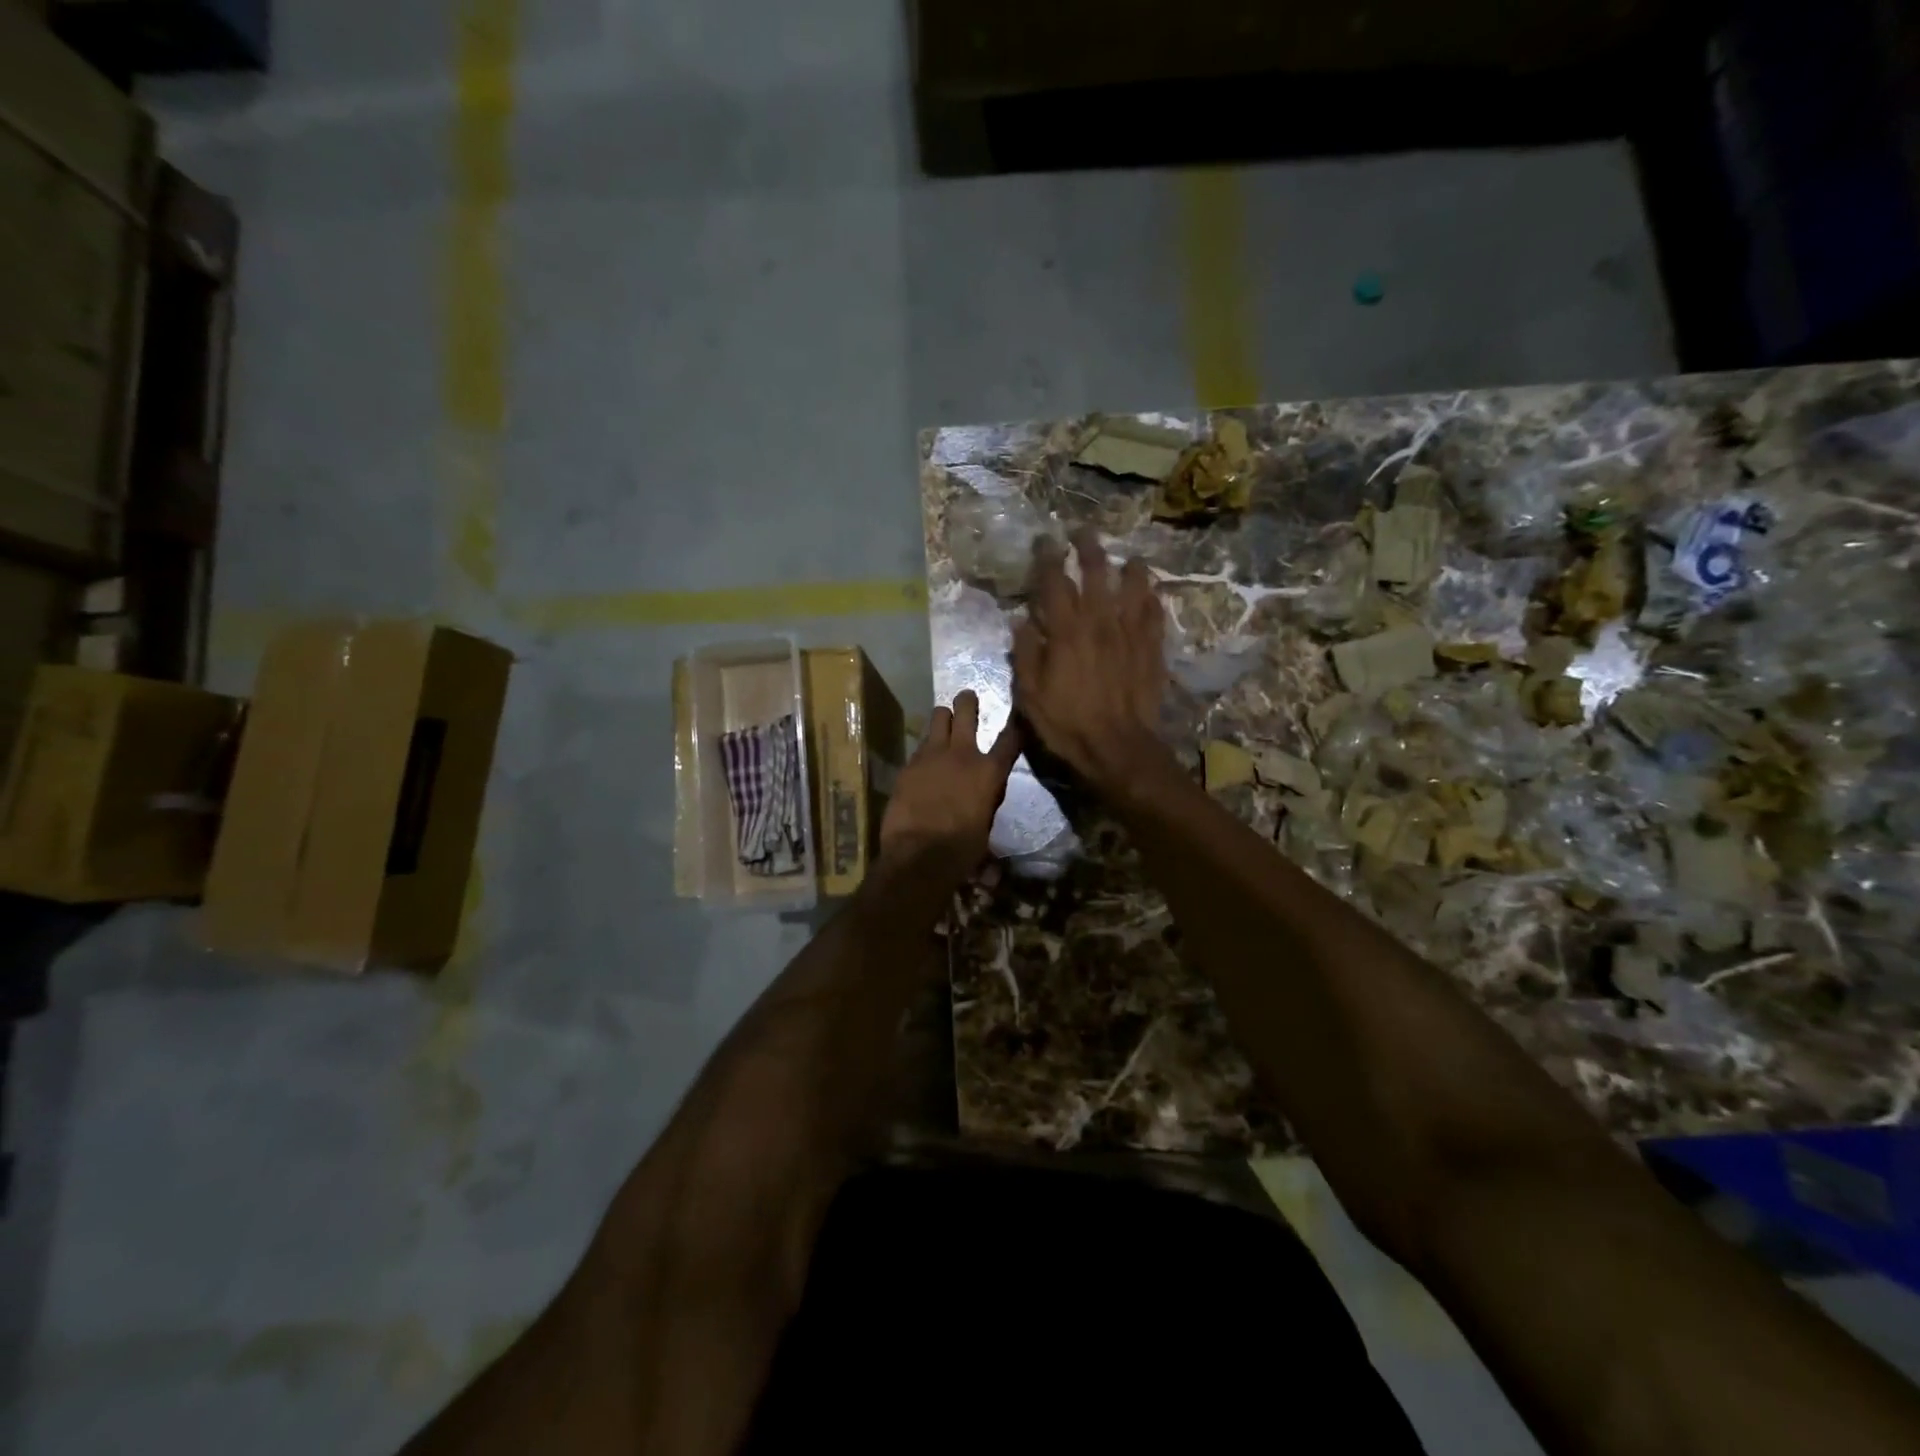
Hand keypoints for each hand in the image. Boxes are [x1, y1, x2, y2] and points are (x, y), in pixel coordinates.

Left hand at [879, 689, 1021, 867]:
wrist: (918, 855)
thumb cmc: (961, 850)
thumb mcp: (984, 827)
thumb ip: (986, 805)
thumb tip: (987, 817)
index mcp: (989, 772)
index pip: (1011, 738)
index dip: (1017, 724)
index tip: (1019, 713)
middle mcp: (962, 754)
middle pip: (966, 710)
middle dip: (968, 702)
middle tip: (968, 698)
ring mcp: (932, 755)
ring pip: (938, 717)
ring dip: (943, 718)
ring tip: (943, 722)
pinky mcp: (909, 764)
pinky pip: (920, 745)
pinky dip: (925, 748)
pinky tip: (924, 760)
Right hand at [1012, 529, 1168, 791]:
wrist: (1117, 748)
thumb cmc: (1067, 724)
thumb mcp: (1030, 695)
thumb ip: (1026, 653)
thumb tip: (1021, 620)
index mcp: (1066, 631)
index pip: (1056, 582)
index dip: (1049, 557)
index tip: (1046, 540)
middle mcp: (1100, 622)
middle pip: (1097, 573)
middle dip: (1089, 549)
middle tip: (1084, 532)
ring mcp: (1130, 634)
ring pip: (1132, 588)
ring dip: (1129, 568)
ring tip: (1127, 557)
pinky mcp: (1152, 650)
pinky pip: (1154, 615)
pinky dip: (1151, 599)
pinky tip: (1150, 593)